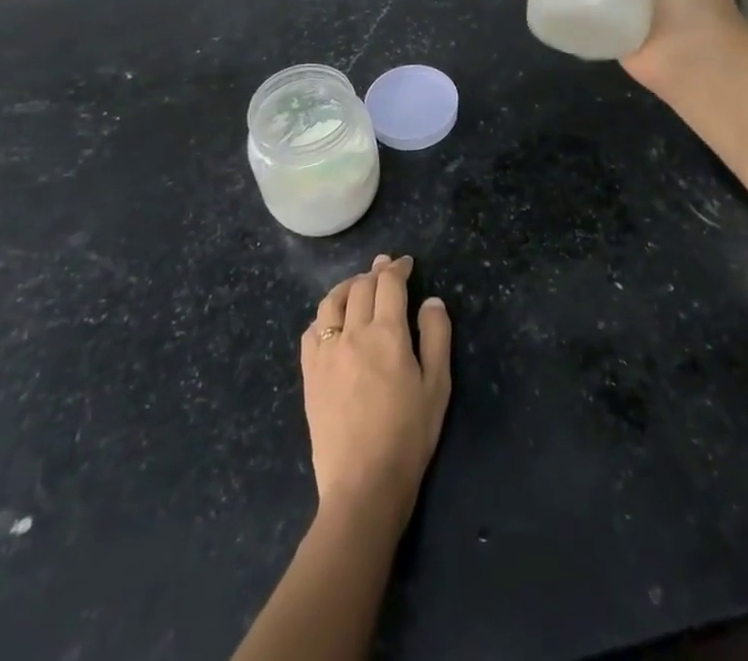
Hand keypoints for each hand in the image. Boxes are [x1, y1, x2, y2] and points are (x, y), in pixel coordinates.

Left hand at [302, 256, 451, 524]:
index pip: (389, 284)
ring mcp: (326, 353)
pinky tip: (332, 321)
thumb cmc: (408, 435)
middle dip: (374, 272)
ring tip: (357, 286)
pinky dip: (324, 315)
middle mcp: (353, 333)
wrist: (363, 485)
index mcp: (387, 333)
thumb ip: (436, 337)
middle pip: (360, 287)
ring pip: (331, 302)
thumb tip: (430, 301)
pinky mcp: (310, 374)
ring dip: (347, 287)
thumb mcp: (437, 386)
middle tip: (384, 267)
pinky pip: (312, 331)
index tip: (406, 263)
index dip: (398, 268)